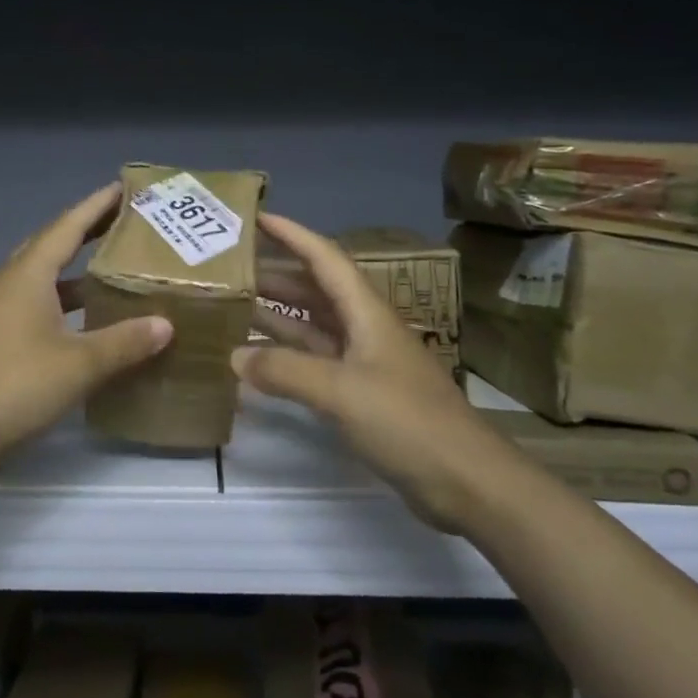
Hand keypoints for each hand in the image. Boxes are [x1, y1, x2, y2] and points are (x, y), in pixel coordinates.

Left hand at [0, 184, 172, 480]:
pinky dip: (61, 302)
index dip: (97, 206)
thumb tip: (165, 324)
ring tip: (109, 270)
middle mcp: (9, 283)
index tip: (122, 188)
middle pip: (51, 245)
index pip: (68, 226)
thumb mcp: (79, 365)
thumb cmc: (14, 386)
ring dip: (73, 271)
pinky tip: (80, 321)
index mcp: (28, 275)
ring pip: (41, 278)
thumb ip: (124, 341)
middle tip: (122, 225)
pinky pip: (33, 304)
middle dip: (86, 232)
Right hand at [234, 212, 504, 528]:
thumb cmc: (407, 421)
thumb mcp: (342, 391)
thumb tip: (234, 357)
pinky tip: (257, 361)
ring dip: (277, 314)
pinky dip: (286, 356)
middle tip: (231, 269)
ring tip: (234, 306)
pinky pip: (314, 361)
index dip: (292, 235)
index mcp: (366, 312)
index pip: (325, 259)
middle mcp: (364, 328)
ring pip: (313, 325)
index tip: (256, 218)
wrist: (466, 480)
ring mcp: (363, 362)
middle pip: (315, 289)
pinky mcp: (361, 395)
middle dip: (275, 274)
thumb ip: (286, 371)